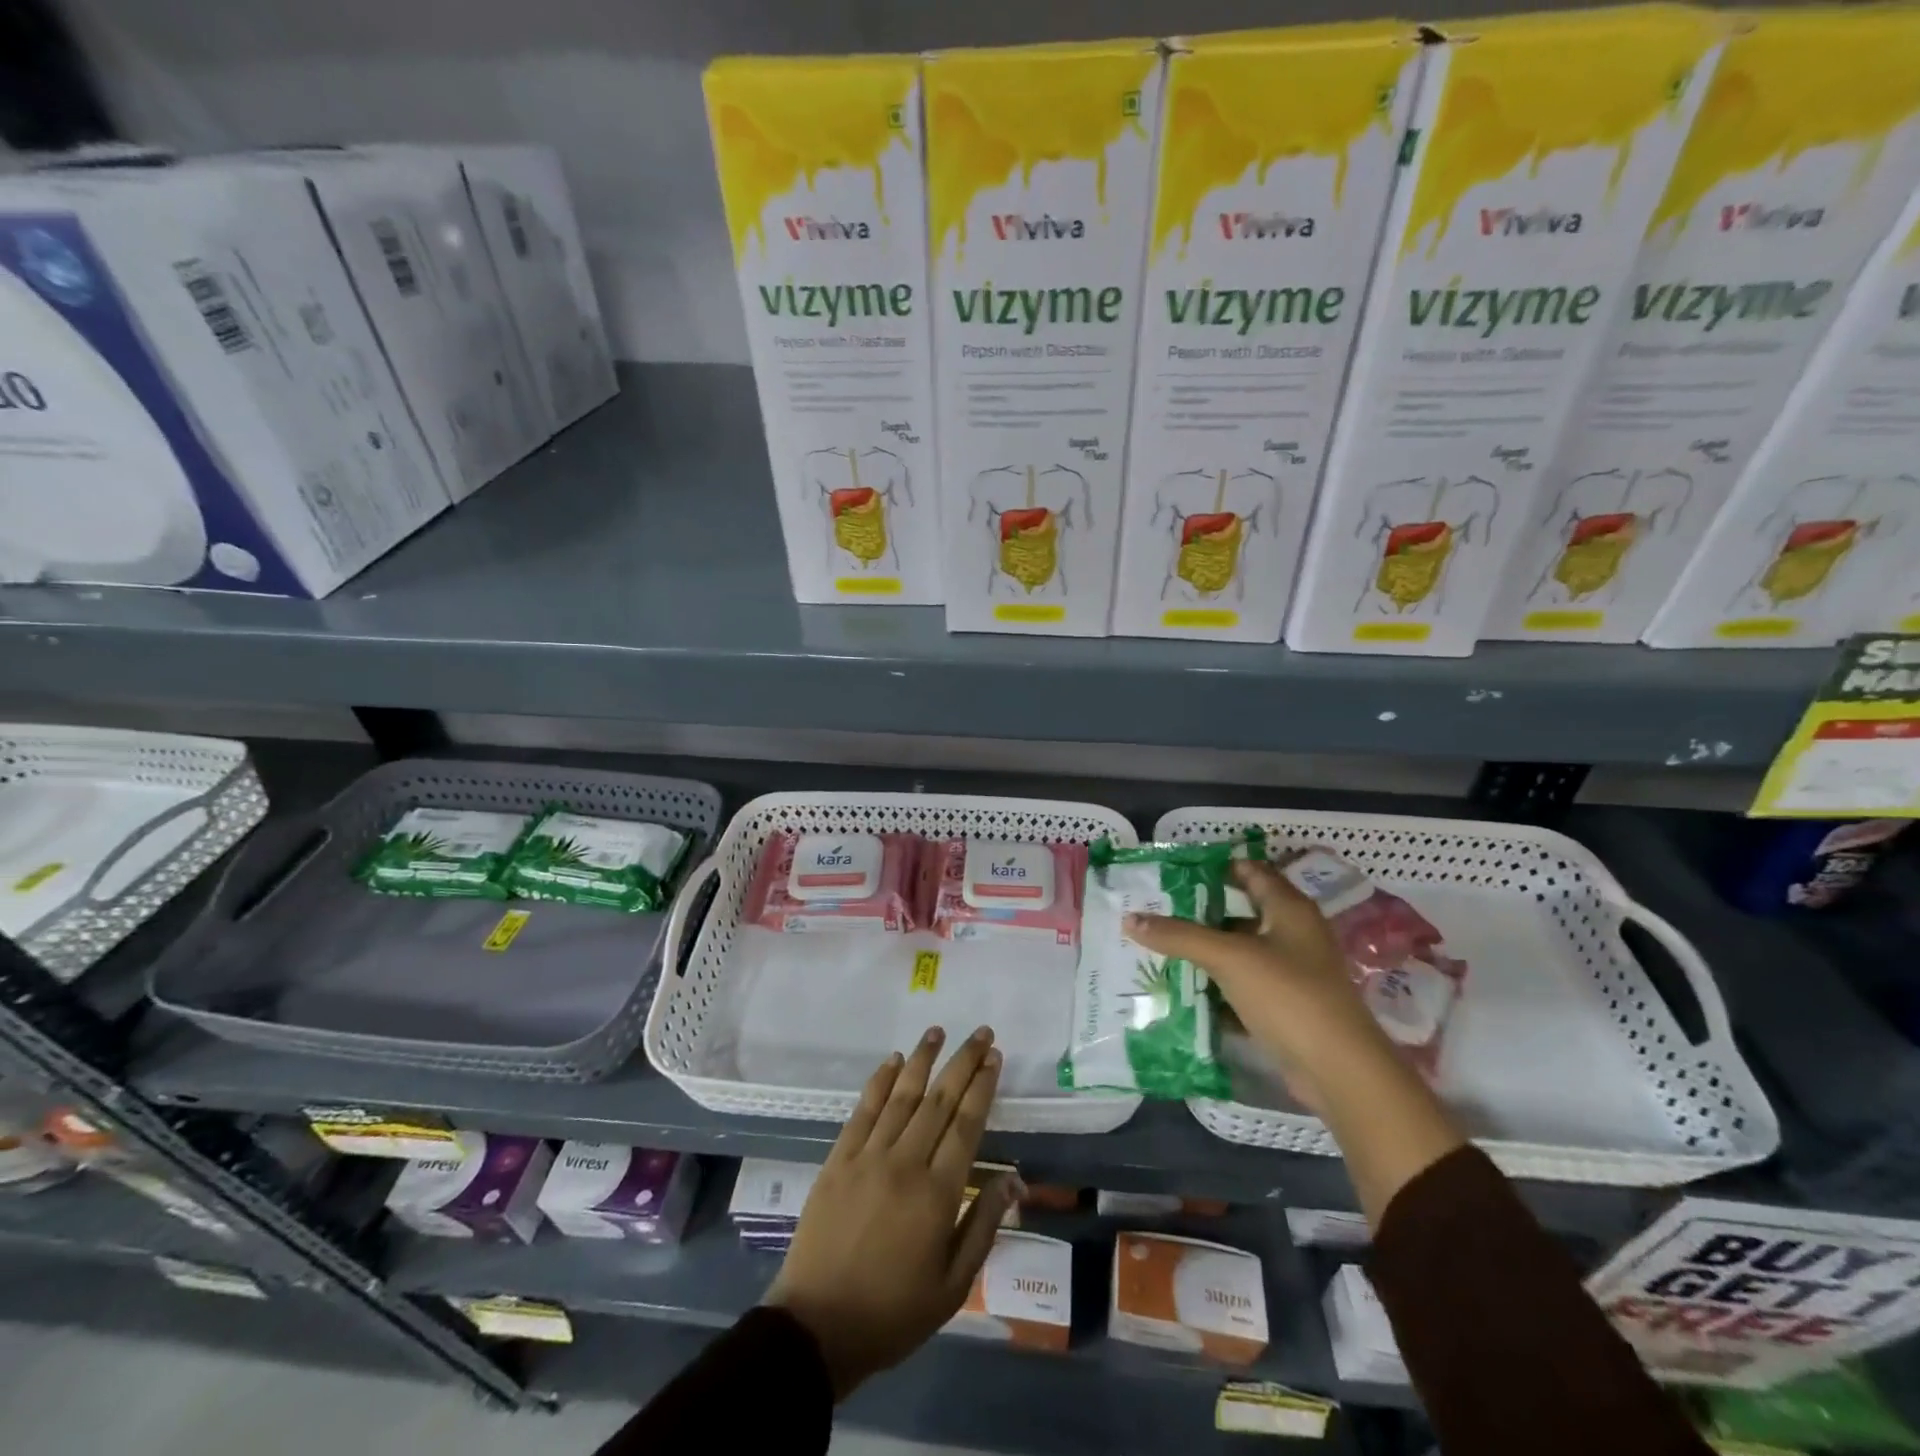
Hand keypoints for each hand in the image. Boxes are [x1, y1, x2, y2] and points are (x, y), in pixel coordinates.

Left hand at [765, 1026, 1018, 1398]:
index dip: (982, 1086)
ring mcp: (868, 1156)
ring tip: (938, 1031)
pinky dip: (880, 1081)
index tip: (994, 1057)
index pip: (967, 1124)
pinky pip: (863, 1109)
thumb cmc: (894, 1312)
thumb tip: (1014, 1179)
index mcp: (938, 1193)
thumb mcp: (953, 1285)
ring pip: (902, 1095)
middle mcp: (906, 1163)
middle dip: (963, 1062)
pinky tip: (892, 1060)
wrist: (818, 1326)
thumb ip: (984, 1225)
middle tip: (980, 1033)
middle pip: (940, 1100)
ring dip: (922, 1059)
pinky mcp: (839, 1159)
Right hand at [1125, 859, 1463, 1223]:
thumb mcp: (1229, 958)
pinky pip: (1241, 986)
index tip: (1174, 870)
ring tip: (1158, 945)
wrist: (1339, 1070)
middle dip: (1200, 911)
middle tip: (1155, 908)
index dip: (1216, 867)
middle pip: (1241, 911)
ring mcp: (1291, 973)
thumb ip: (1179, 936)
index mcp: (1289, 909)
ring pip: (1239, 951)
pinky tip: (1181, 988)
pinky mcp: (1284, 1007)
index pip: (1251, 871)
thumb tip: (1130, 918)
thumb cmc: (1288, 995)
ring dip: (1204, 951)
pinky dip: (1215, 986)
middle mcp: (1293, 934)